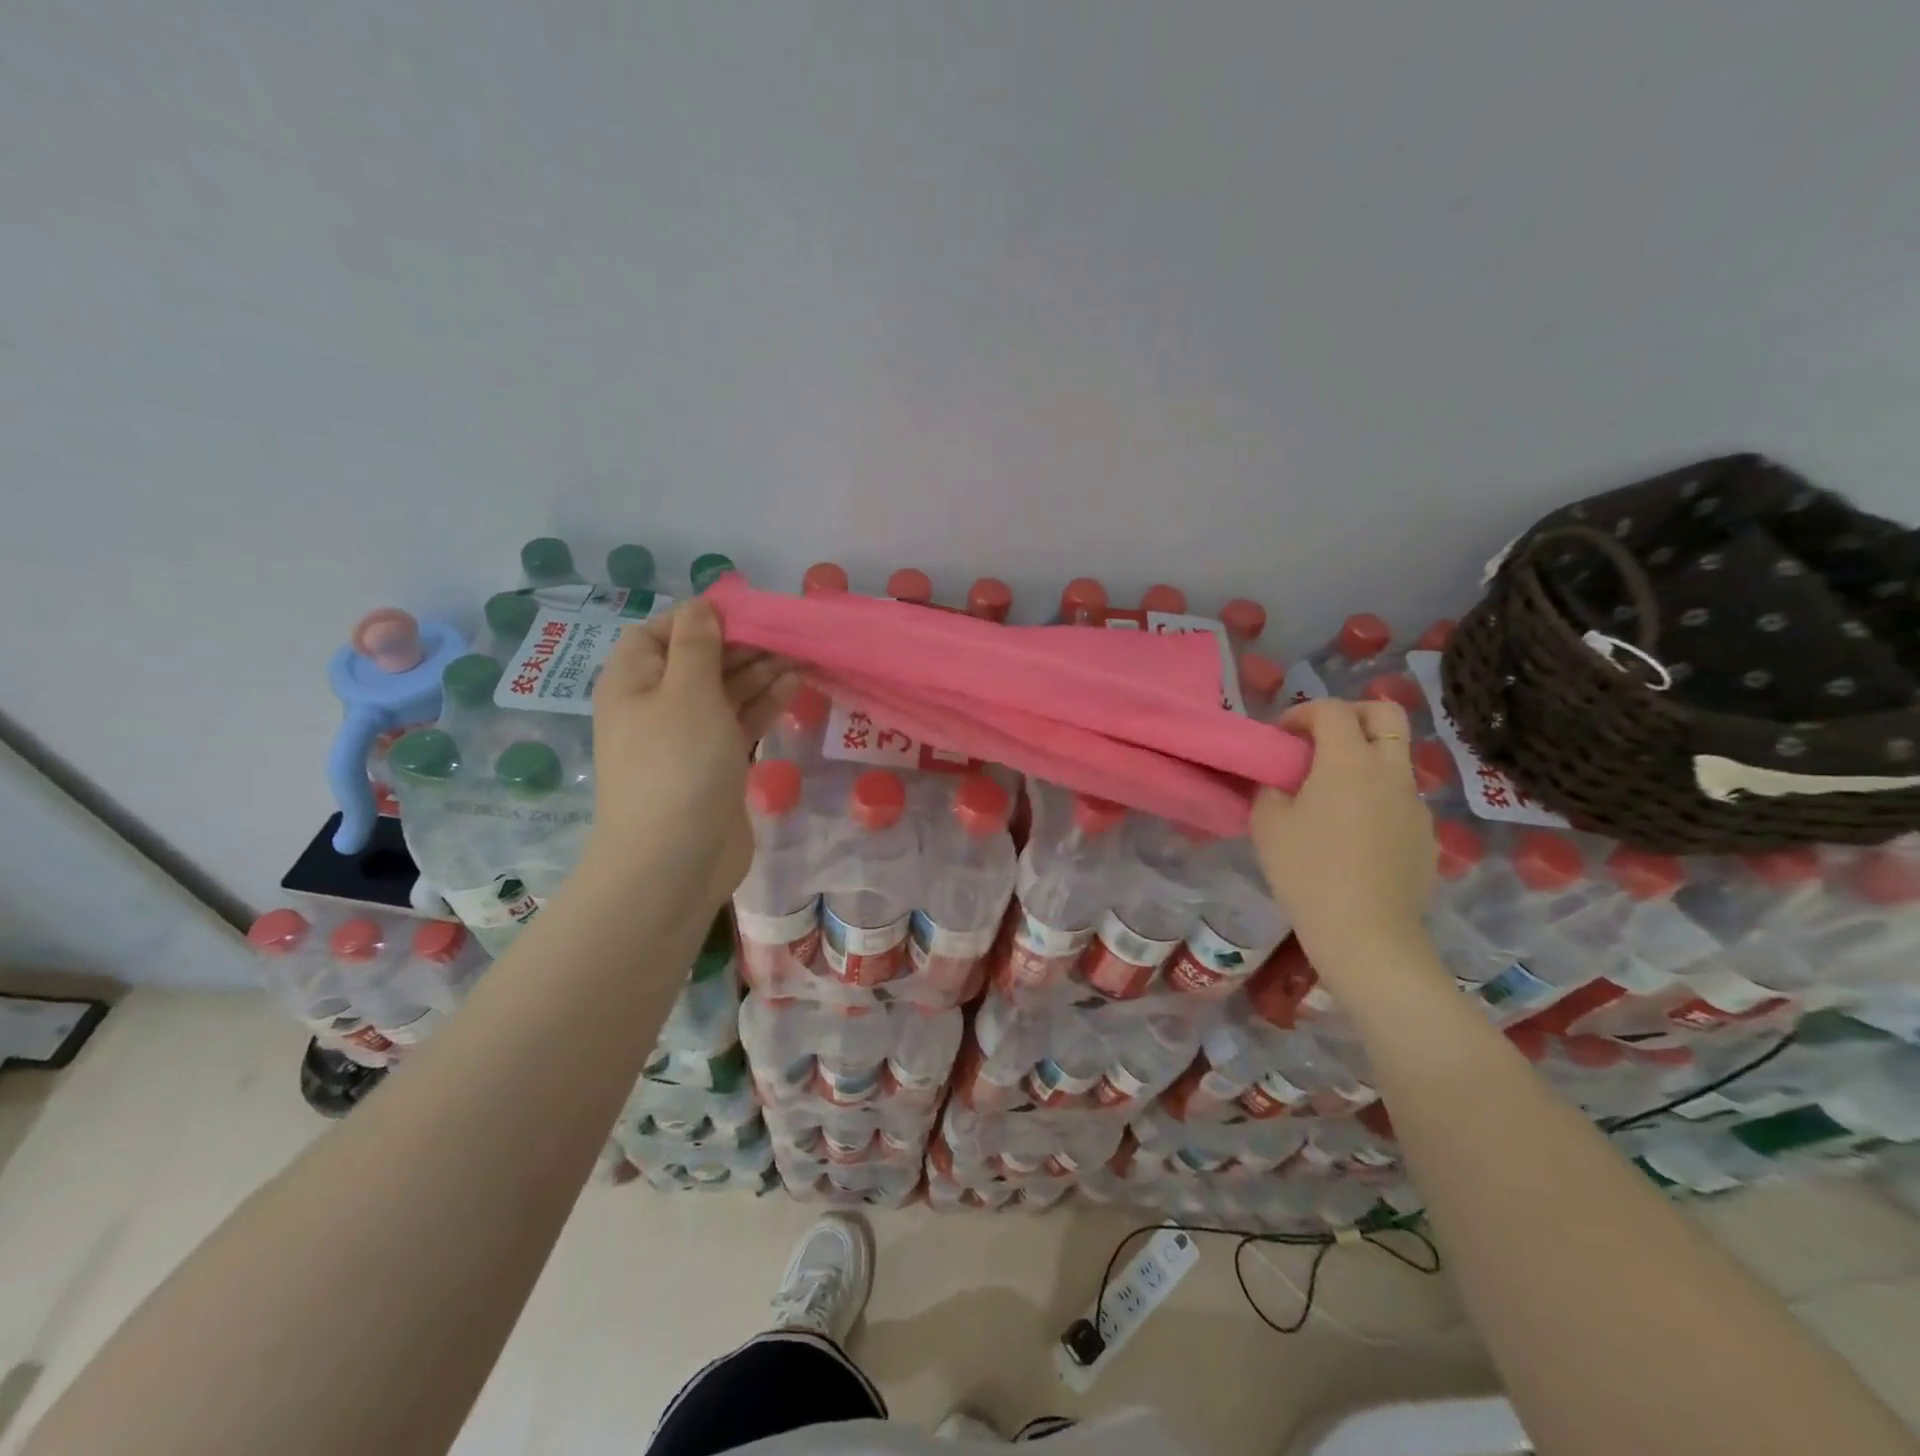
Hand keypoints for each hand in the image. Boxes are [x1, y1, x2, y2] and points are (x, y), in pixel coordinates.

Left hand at [584, 599, 796, 905]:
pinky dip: (764, 704)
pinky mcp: (715, 764)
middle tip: (788, 633)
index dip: (701, 617)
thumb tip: (702, 607)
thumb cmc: (677, 765)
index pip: (661, 631)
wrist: (675, 859)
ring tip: (801, 656)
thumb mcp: (687, 692)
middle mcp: (656, 704)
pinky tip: (794, 686)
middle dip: (741, 644)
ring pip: (725, 691)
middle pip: (699, 660)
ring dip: (760, 672)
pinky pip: (739, 722)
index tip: (748, 611)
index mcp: (634, 681)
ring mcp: (687, 737)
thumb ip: (698, 645)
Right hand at [1249, 698, 1436, 976]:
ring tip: (1331, 794)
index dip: (1302, 713)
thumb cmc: (1308, 872)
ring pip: (1395, 757)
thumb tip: (1280, 781)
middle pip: (1385, 714)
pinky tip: (1352, 834)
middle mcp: (1390, 771)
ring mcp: (1415, 803)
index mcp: (1349, 761)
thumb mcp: (1268, 825)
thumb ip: (1270, 789)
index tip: (1282, 737)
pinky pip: (1399, 797)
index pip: (1332, 710)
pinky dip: (1375, 796)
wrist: (1367, 934)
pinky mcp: (1425, 834)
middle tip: (1321, 739)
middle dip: (1351, 714)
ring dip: (1364, 758)